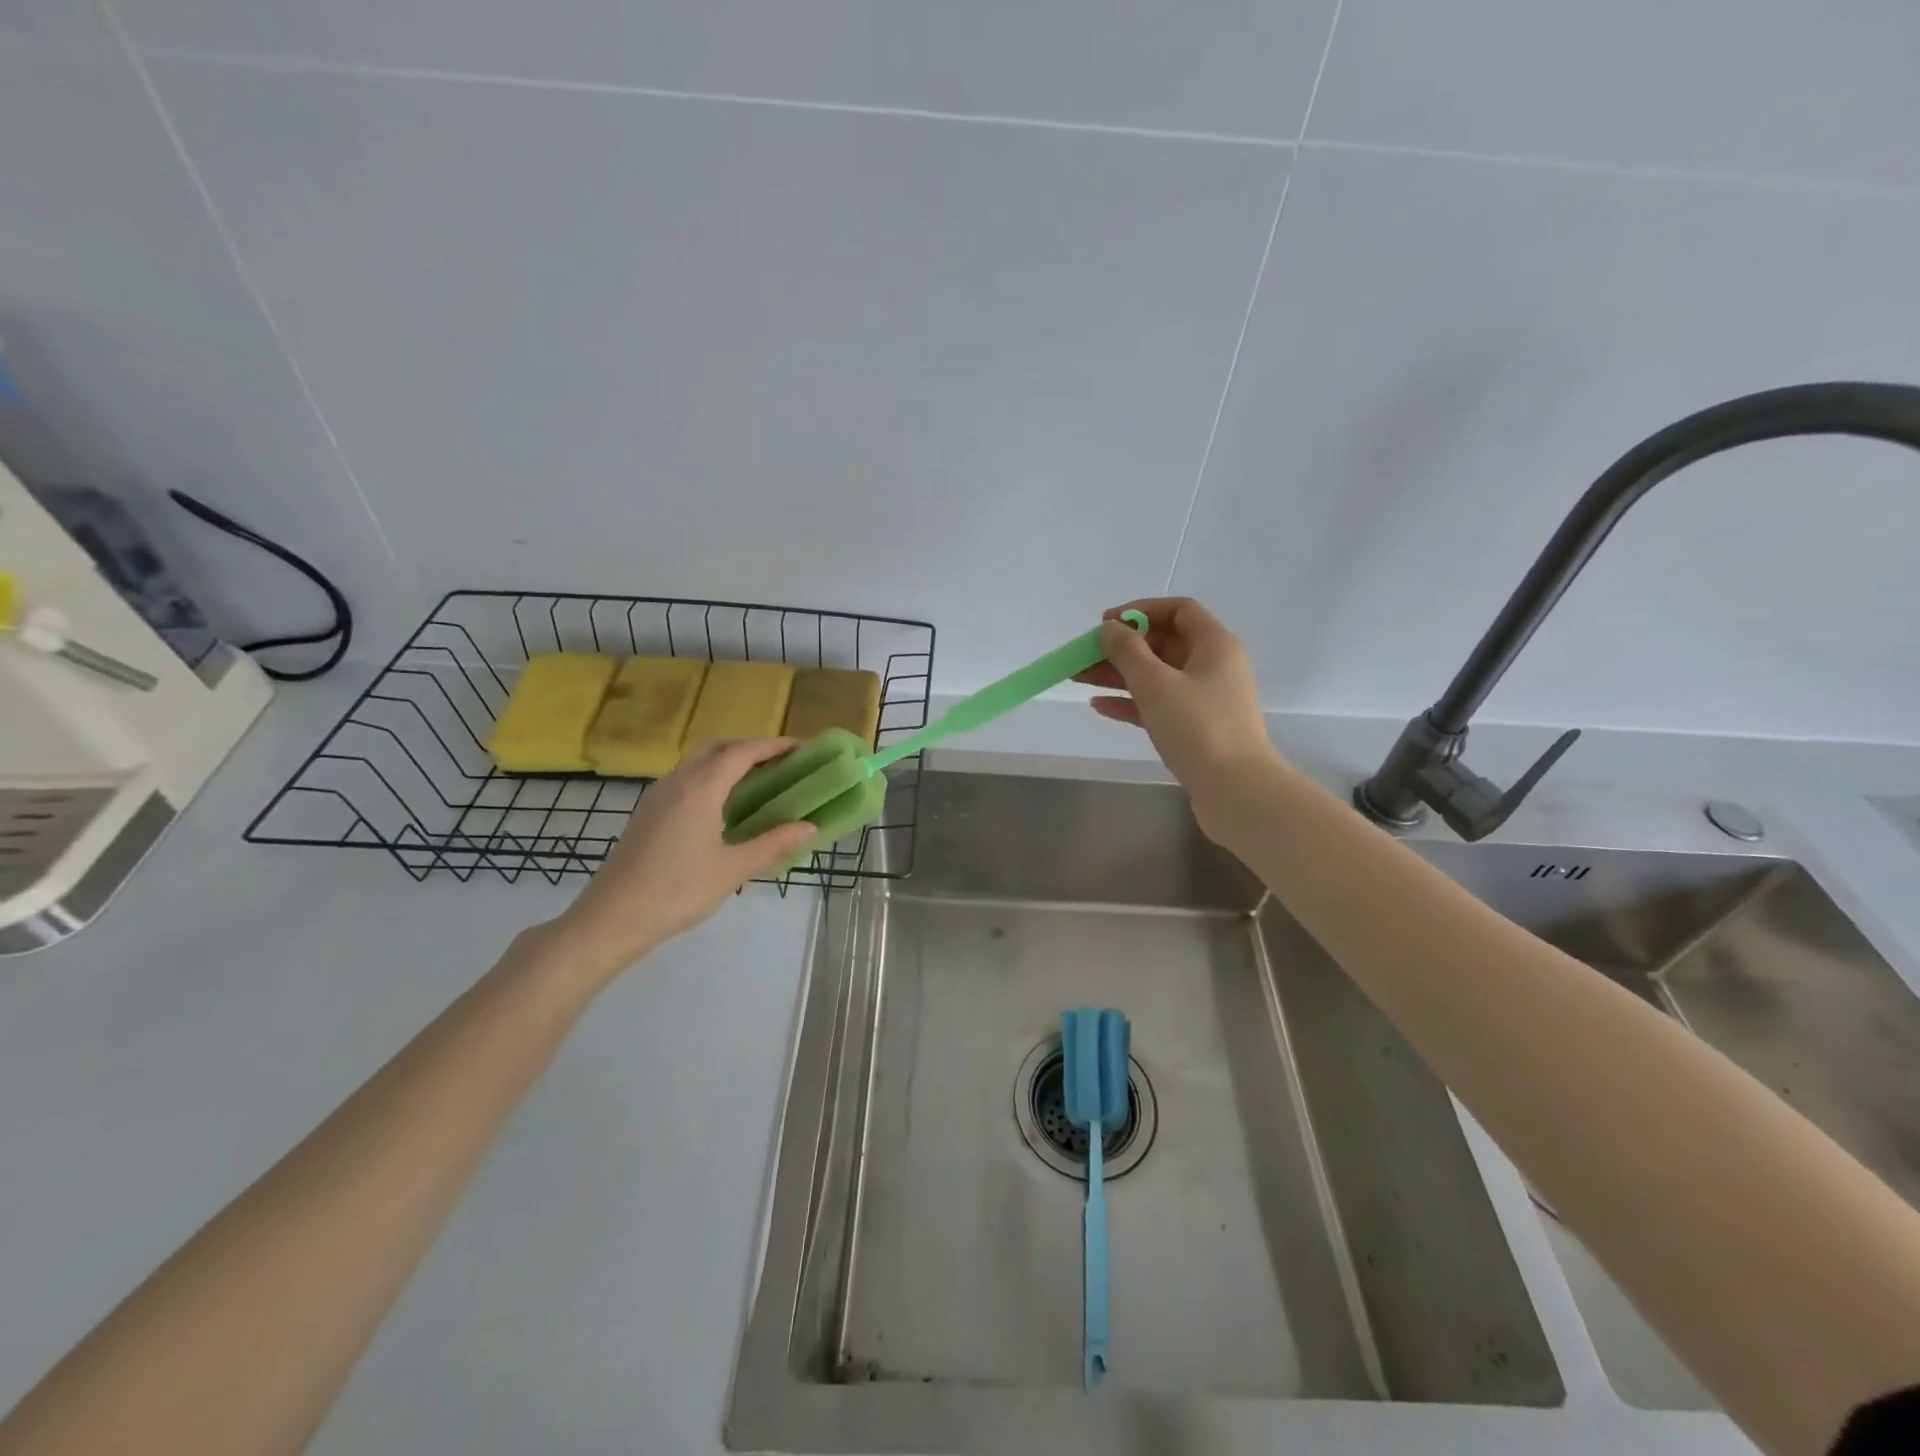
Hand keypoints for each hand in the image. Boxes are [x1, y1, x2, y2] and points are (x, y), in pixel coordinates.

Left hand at [550, 738, 815, 974]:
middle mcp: (678, 781)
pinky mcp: (649, 811)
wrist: (613, 917)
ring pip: (699, 761)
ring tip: (760, 779)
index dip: (774, 746)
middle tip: (782, 761)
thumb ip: (773, 844)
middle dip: (751, 747)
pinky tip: (726, 803)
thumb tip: (810, 827)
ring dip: (730, 760)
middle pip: (718, 747)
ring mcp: (658, 795)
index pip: (743, 752)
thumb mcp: (733, 870)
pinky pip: (687, 778)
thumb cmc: (678, 891)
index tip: (802, 748)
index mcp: (700, 789)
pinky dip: (712, 776)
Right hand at [1074, 597, 1276, 832]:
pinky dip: (1131, 702)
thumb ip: (1128, 651)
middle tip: (1083, 655)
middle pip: (1163, 644)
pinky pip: (1158, 705)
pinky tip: (1099, 706)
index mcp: (1215, 645)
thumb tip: (1110, 629)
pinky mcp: (1195, 729)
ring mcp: (1204, 699)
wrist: (1235, 791)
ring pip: (1156, 677)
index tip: (1106, 623)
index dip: (1141, 611)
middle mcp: (1213, 666)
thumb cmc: (1197, 727)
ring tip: (1078, 678)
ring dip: (1118, 675)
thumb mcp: (1155, 683)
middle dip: (1121, 647)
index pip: (1179, 610)